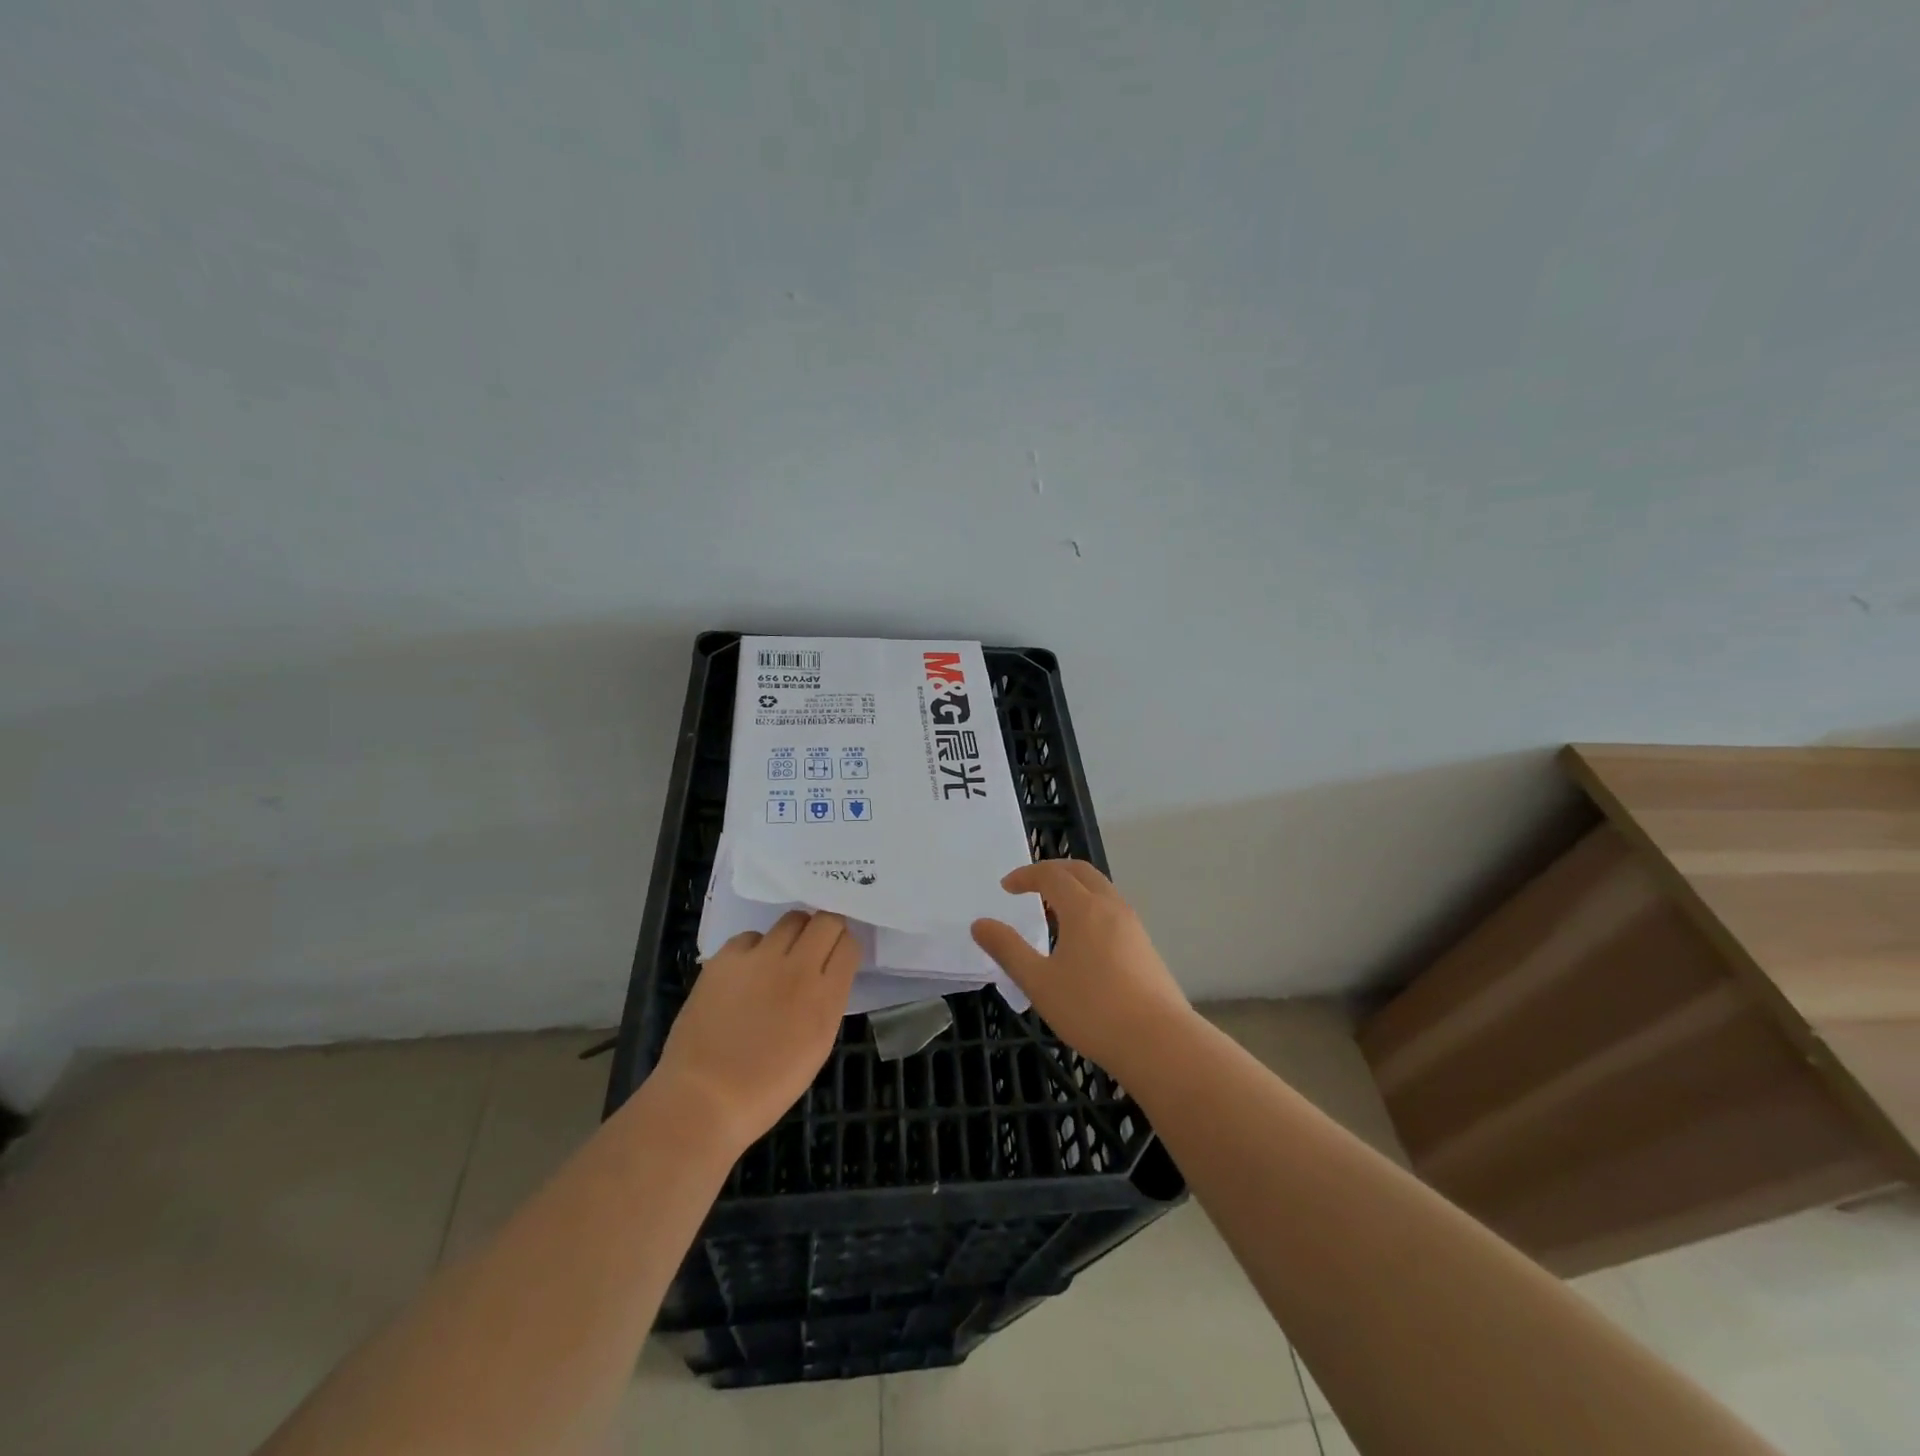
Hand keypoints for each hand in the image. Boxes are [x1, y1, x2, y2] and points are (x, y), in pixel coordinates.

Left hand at [654, 911, 860, 1151]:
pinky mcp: (725, 958)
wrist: (704, 1098)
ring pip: (791, 920)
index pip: (849, 944)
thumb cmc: (768, 1086)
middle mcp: (798, 967)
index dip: (845, 946)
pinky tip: (747, 972)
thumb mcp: (818, 1045)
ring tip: (781, 957)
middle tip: (815, 948)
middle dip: (826, 929)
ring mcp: (760, 958)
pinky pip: (751, 937)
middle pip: (826, 920)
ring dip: (794, 934)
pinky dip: (755, 949)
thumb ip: (828, 1000)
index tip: (837, 956)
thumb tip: (828, 974)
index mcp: (825, 996)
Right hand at [971, 860, 1192, 1075]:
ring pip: (1101, 890)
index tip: (1006, 887)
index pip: (1051, 874)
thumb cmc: (1092, 1009)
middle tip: (1029, 886)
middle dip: (1052, 872)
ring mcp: (1133, 926)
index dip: (1025, 876)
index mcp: (1084, 908)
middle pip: (1081, 872)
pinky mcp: (1145, 947)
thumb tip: (980, 924)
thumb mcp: (1039, 982)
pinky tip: (1081, 941)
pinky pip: (1112, 911)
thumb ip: (1007, 949)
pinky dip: (1090, 908)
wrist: (1159, 1042)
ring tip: (1052, 913)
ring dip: (1074, 890)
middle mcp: (1111, 907)